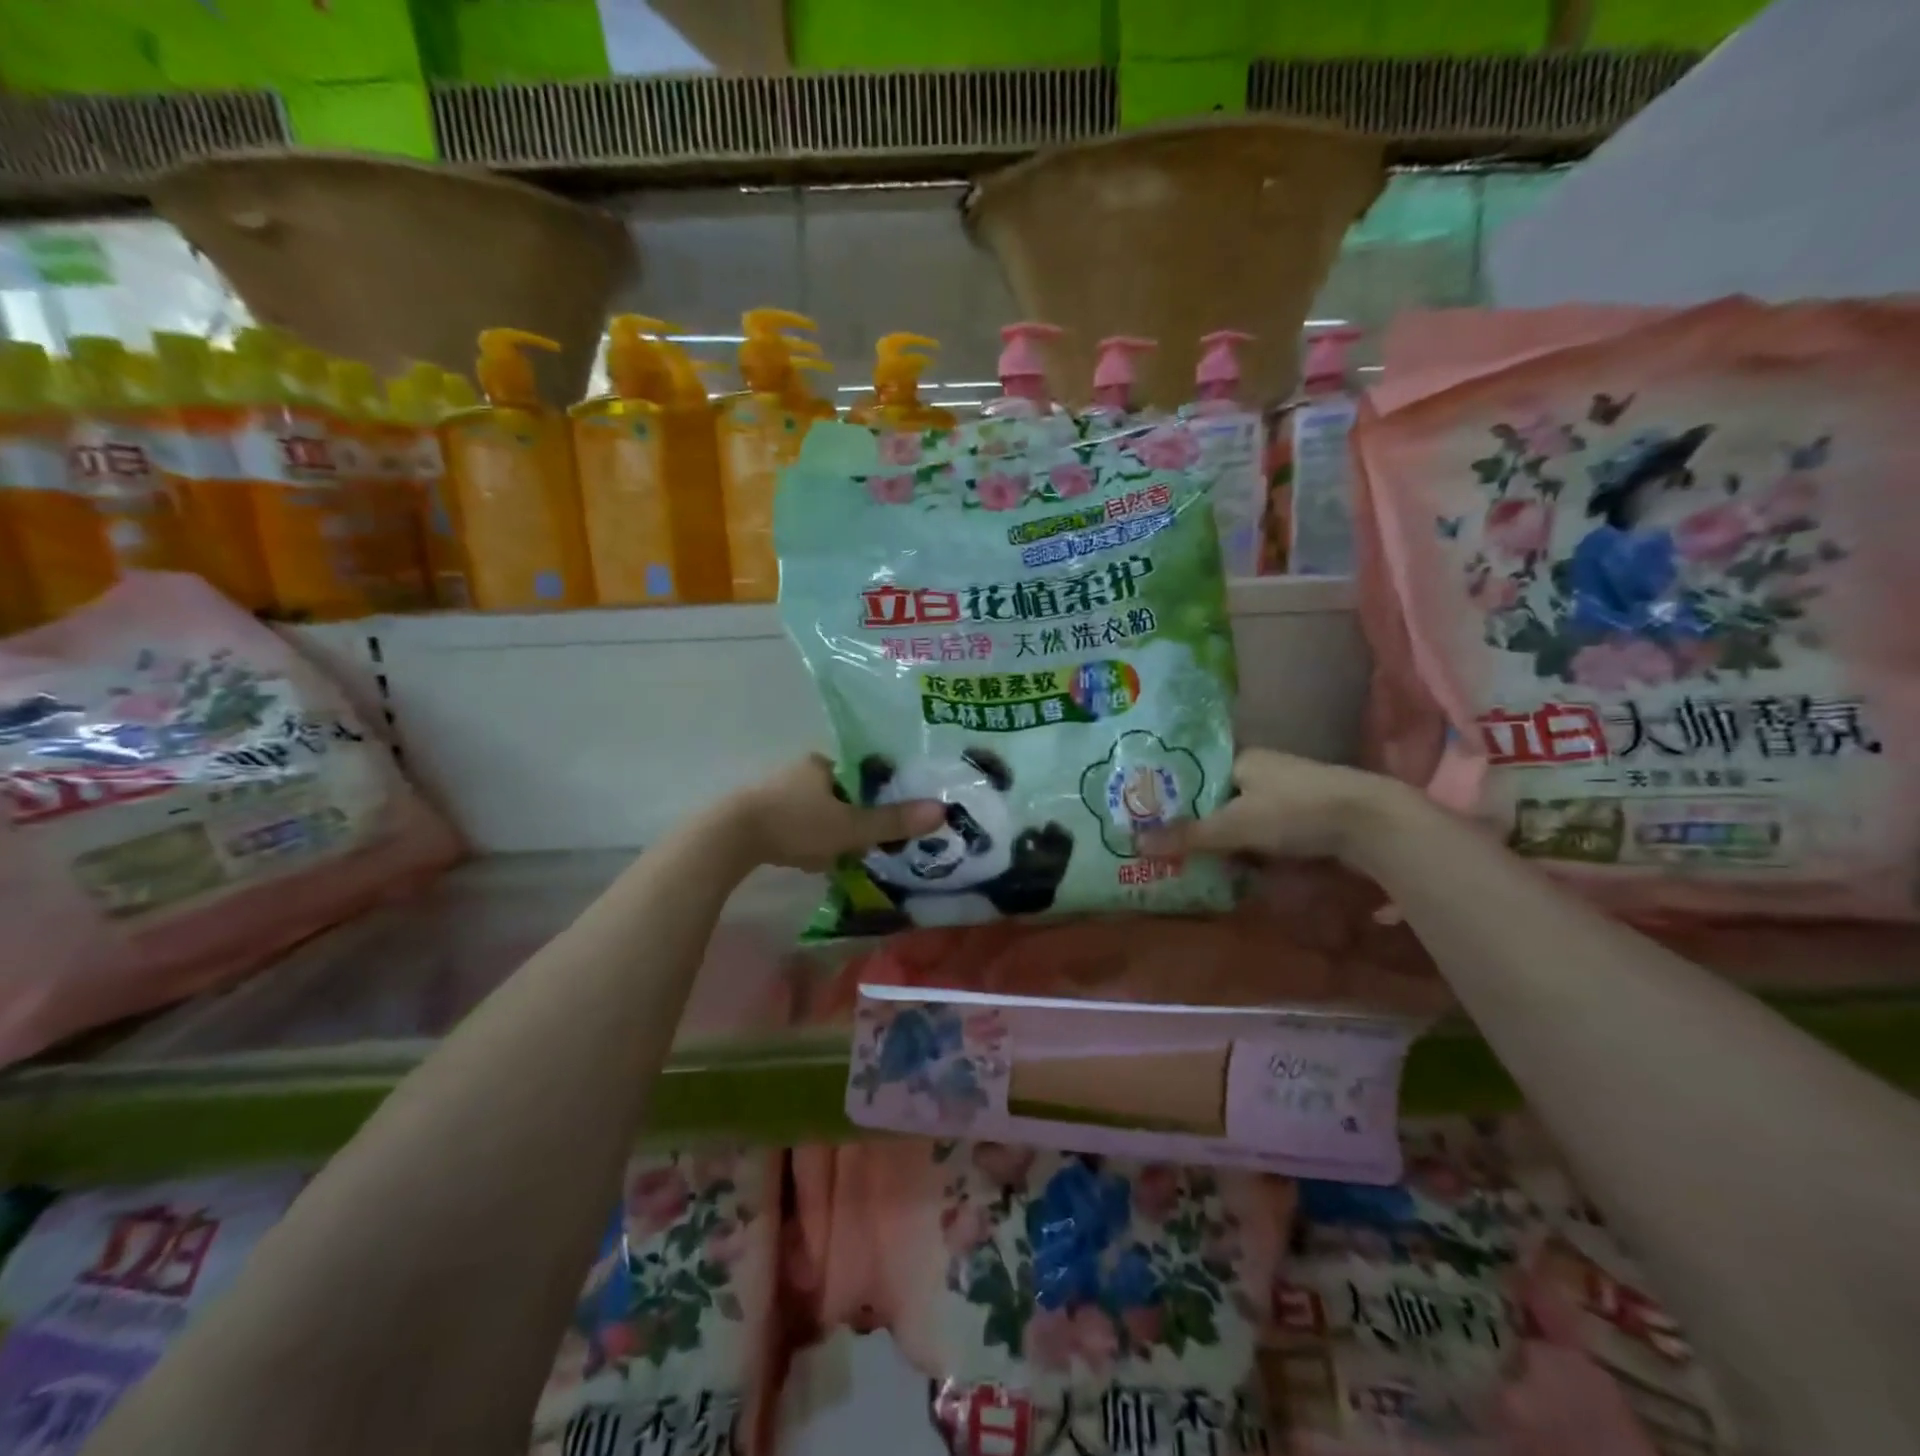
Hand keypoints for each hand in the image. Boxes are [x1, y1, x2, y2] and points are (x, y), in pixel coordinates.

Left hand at [721, 755, 943, 872]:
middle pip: (841, 793)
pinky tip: (811, 861)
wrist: (729, 839)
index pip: (862, 773)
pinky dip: (808, 841)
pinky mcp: (759, 815)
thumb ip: (893, 822)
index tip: (888, 818)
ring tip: (842, 856)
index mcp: (823, 764)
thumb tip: (942, 811)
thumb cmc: (796, 824)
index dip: (878, 794)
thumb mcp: (851, 826)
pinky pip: (797, 825)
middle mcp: (800, 771)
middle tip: (868, 842)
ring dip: (830, 832)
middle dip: (854, 817)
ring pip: (818, 811)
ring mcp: (776, 792)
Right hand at [1135, 748, 1403, 862]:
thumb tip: (1136, 842)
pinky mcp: (1309, 820)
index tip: (1152, 821)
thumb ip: (1188, 835)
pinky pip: (1268, 836)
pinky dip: (1254, 852)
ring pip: (1245, 820)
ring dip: (1228, 843)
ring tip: (1198, 865)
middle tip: (1170, 850)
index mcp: (1243, 759)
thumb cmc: (1295, 811)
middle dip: (1199, 826)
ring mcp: (1289, 796)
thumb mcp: (1235, 825)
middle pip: (1219, 800)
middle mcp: (1264, 772)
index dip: (1174, 797)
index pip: (1196, 775)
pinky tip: (1240, 870)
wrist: (1373, 824)